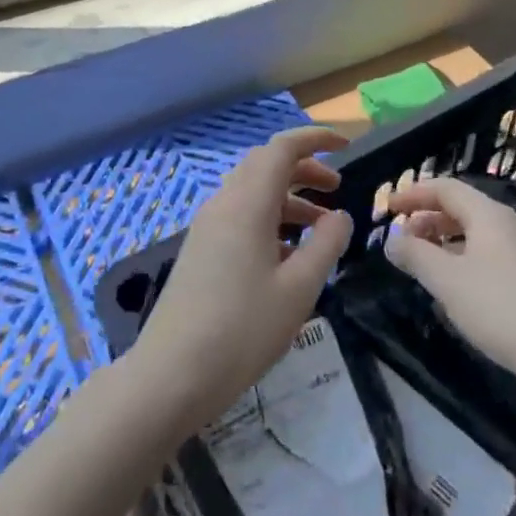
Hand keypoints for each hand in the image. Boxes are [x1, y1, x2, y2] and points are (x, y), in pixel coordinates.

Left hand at [124, 127, 353, 433]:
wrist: (170, 376)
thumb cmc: (242, 330)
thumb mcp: (299, 289)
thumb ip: (326, 244)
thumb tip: (339, 215)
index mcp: (248, 203)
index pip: (282, 148)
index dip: (315, 139)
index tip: (345, 145)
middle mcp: (224, 205)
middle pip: (266, 165)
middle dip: (304, 168)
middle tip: (336, 187)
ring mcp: (207, 228)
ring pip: (253, 192)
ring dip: (289, 198)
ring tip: (320, 228)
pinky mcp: (200, 251)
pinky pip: (240, 216)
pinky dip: (270, 219)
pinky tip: (287, 257)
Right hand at [383, 177, 515, 395]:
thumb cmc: (499, 306)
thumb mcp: (447, 280)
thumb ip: (415, 255)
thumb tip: (392, 240)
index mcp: (489, 215)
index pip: (446, 188)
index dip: (414, 194)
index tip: (388, 209)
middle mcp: (509, 224)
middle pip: (462, 209)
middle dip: (428, 219)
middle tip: (402, 240)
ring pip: (477, 235)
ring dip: (445, 242)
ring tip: (424, 265)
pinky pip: (490, 256)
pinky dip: (464, 260)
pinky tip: (456, 289)